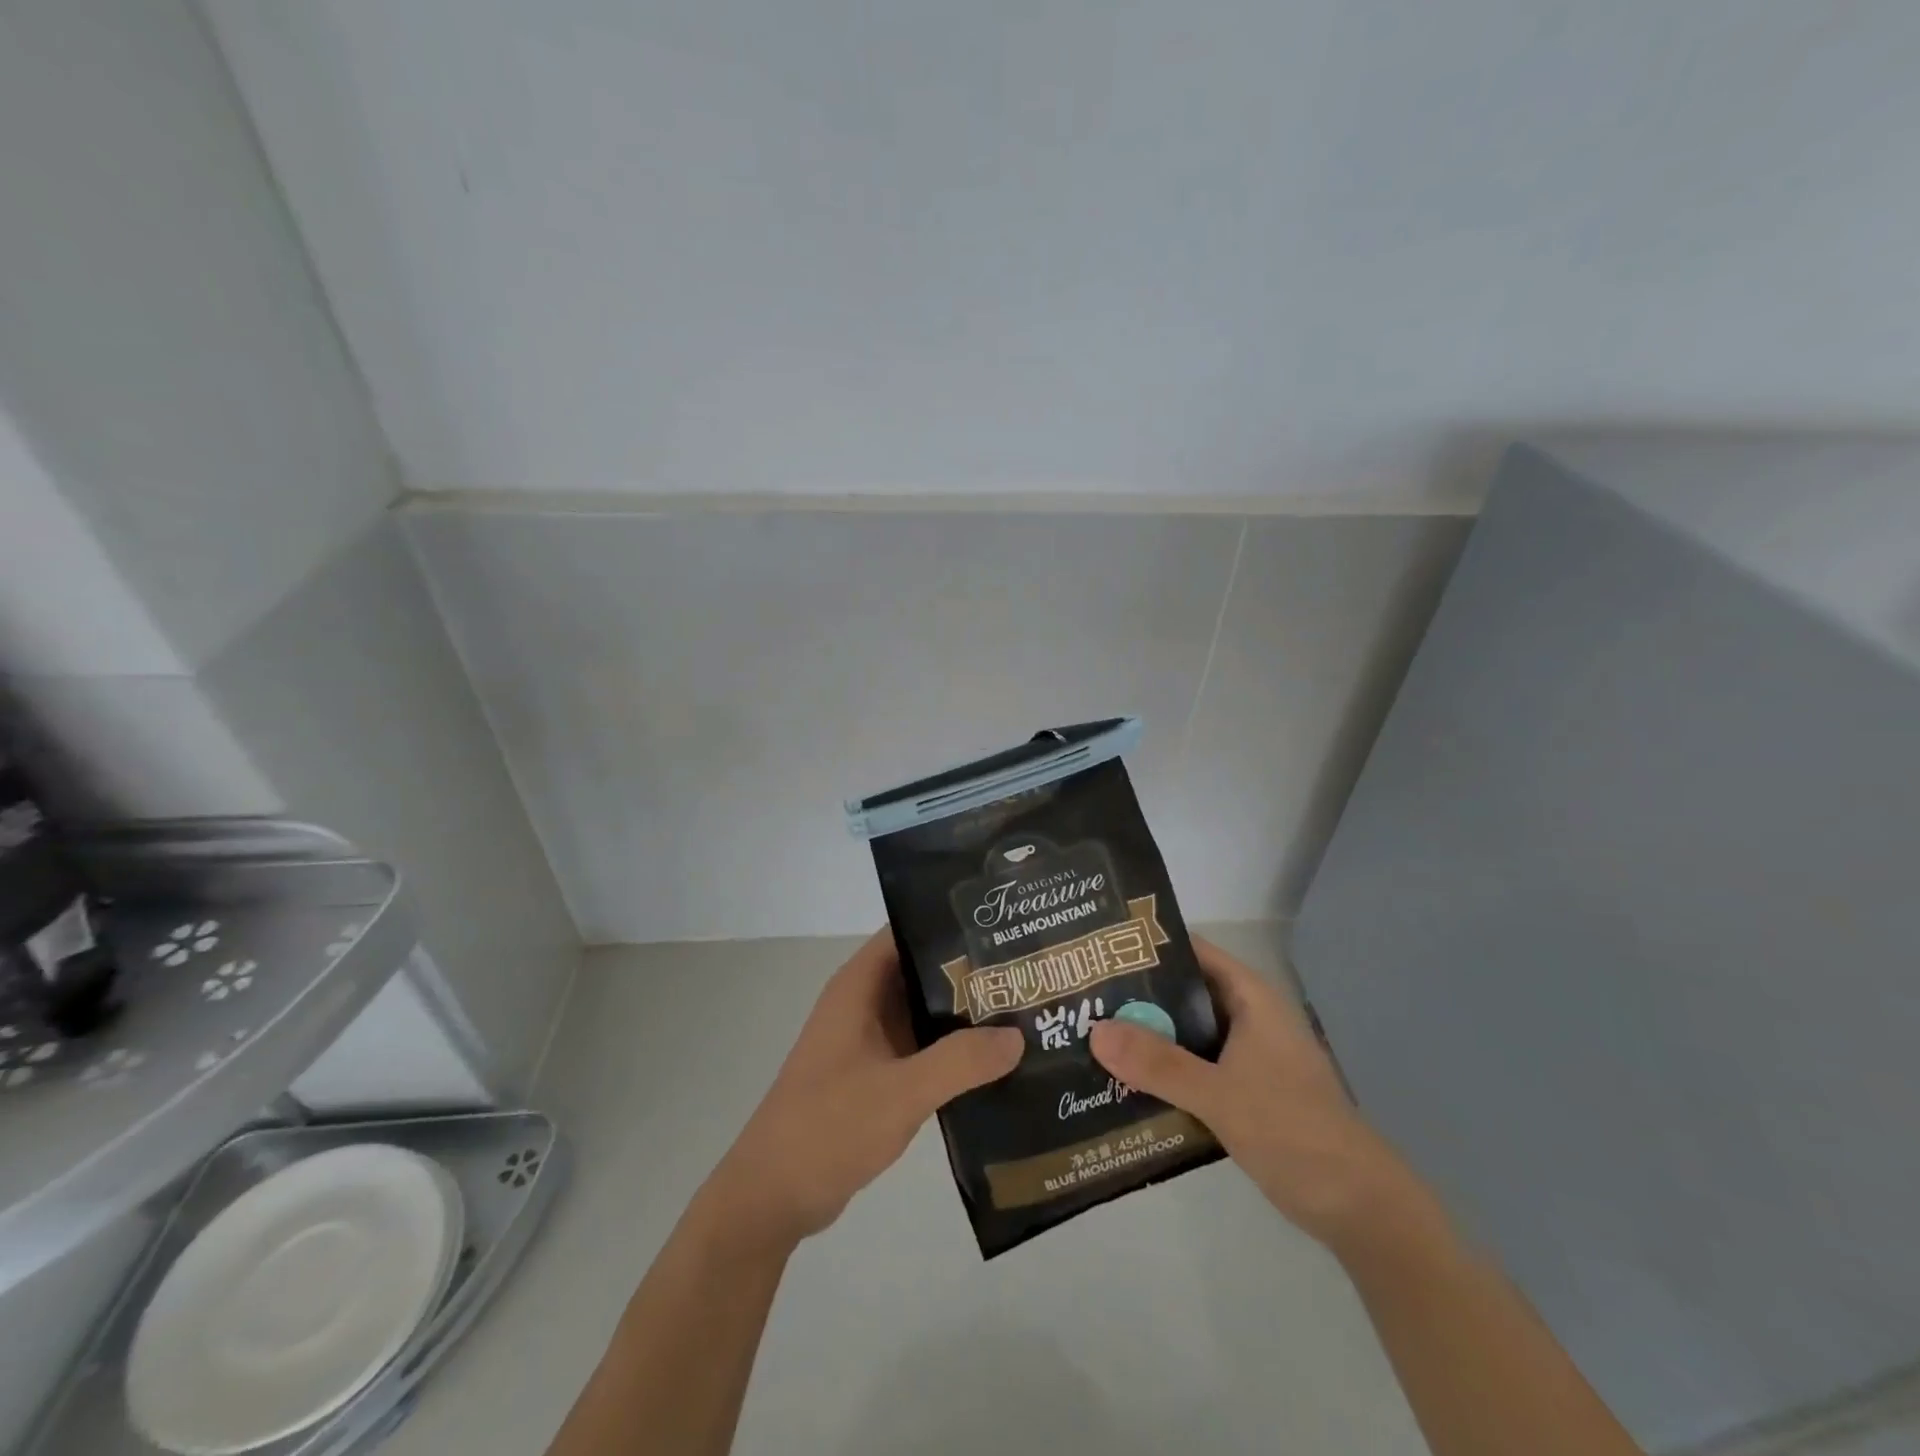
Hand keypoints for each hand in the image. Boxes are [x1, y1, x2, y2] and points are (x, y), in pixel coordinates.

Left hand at [707, 928, 1023, 1249]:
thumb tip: (1018, 1035)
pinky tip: (995, 1060)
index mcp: (859, 986)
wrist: (773, 1196)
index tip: (1001, 926)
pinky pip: (921, 1046)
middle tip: (1029, 970)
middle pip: (922, 969)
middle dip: (970, 969)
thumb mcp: (901, 1092)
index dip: (950, 923)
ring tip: (1025, 1009)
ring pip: (924, 1010)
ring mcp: (868, 1039)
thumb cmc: (829, 1127)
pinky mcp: (875, 1073)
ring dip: (965, 1012)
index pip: (908, 931)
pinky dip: (953, 1048)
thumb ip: (960, 1062)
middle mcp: (864, 1003)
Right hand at [1088, 937, 1426, 1246]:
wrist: (1359, 1207)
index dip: (1149, 947)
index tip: (1100, 951)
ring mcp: (1247, 1057)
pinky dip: (1164, 1070)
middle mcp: (1247, 1018)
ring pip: (1187, 1033)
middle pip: (1184, 993)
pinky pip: (1194, 1067)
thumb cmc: (1293, 1131)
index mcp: (1250, 999)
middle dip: (1138, 996)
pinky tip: (1125, 1081)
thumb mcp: (1219, 1094)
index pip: (1192, 952)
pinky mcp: (1244, 1092)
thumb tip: (1095, 1031)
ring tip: (1091, 1035)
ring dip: (1149, 1037)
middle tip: (1083, 998)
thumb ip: (1158, 1063)